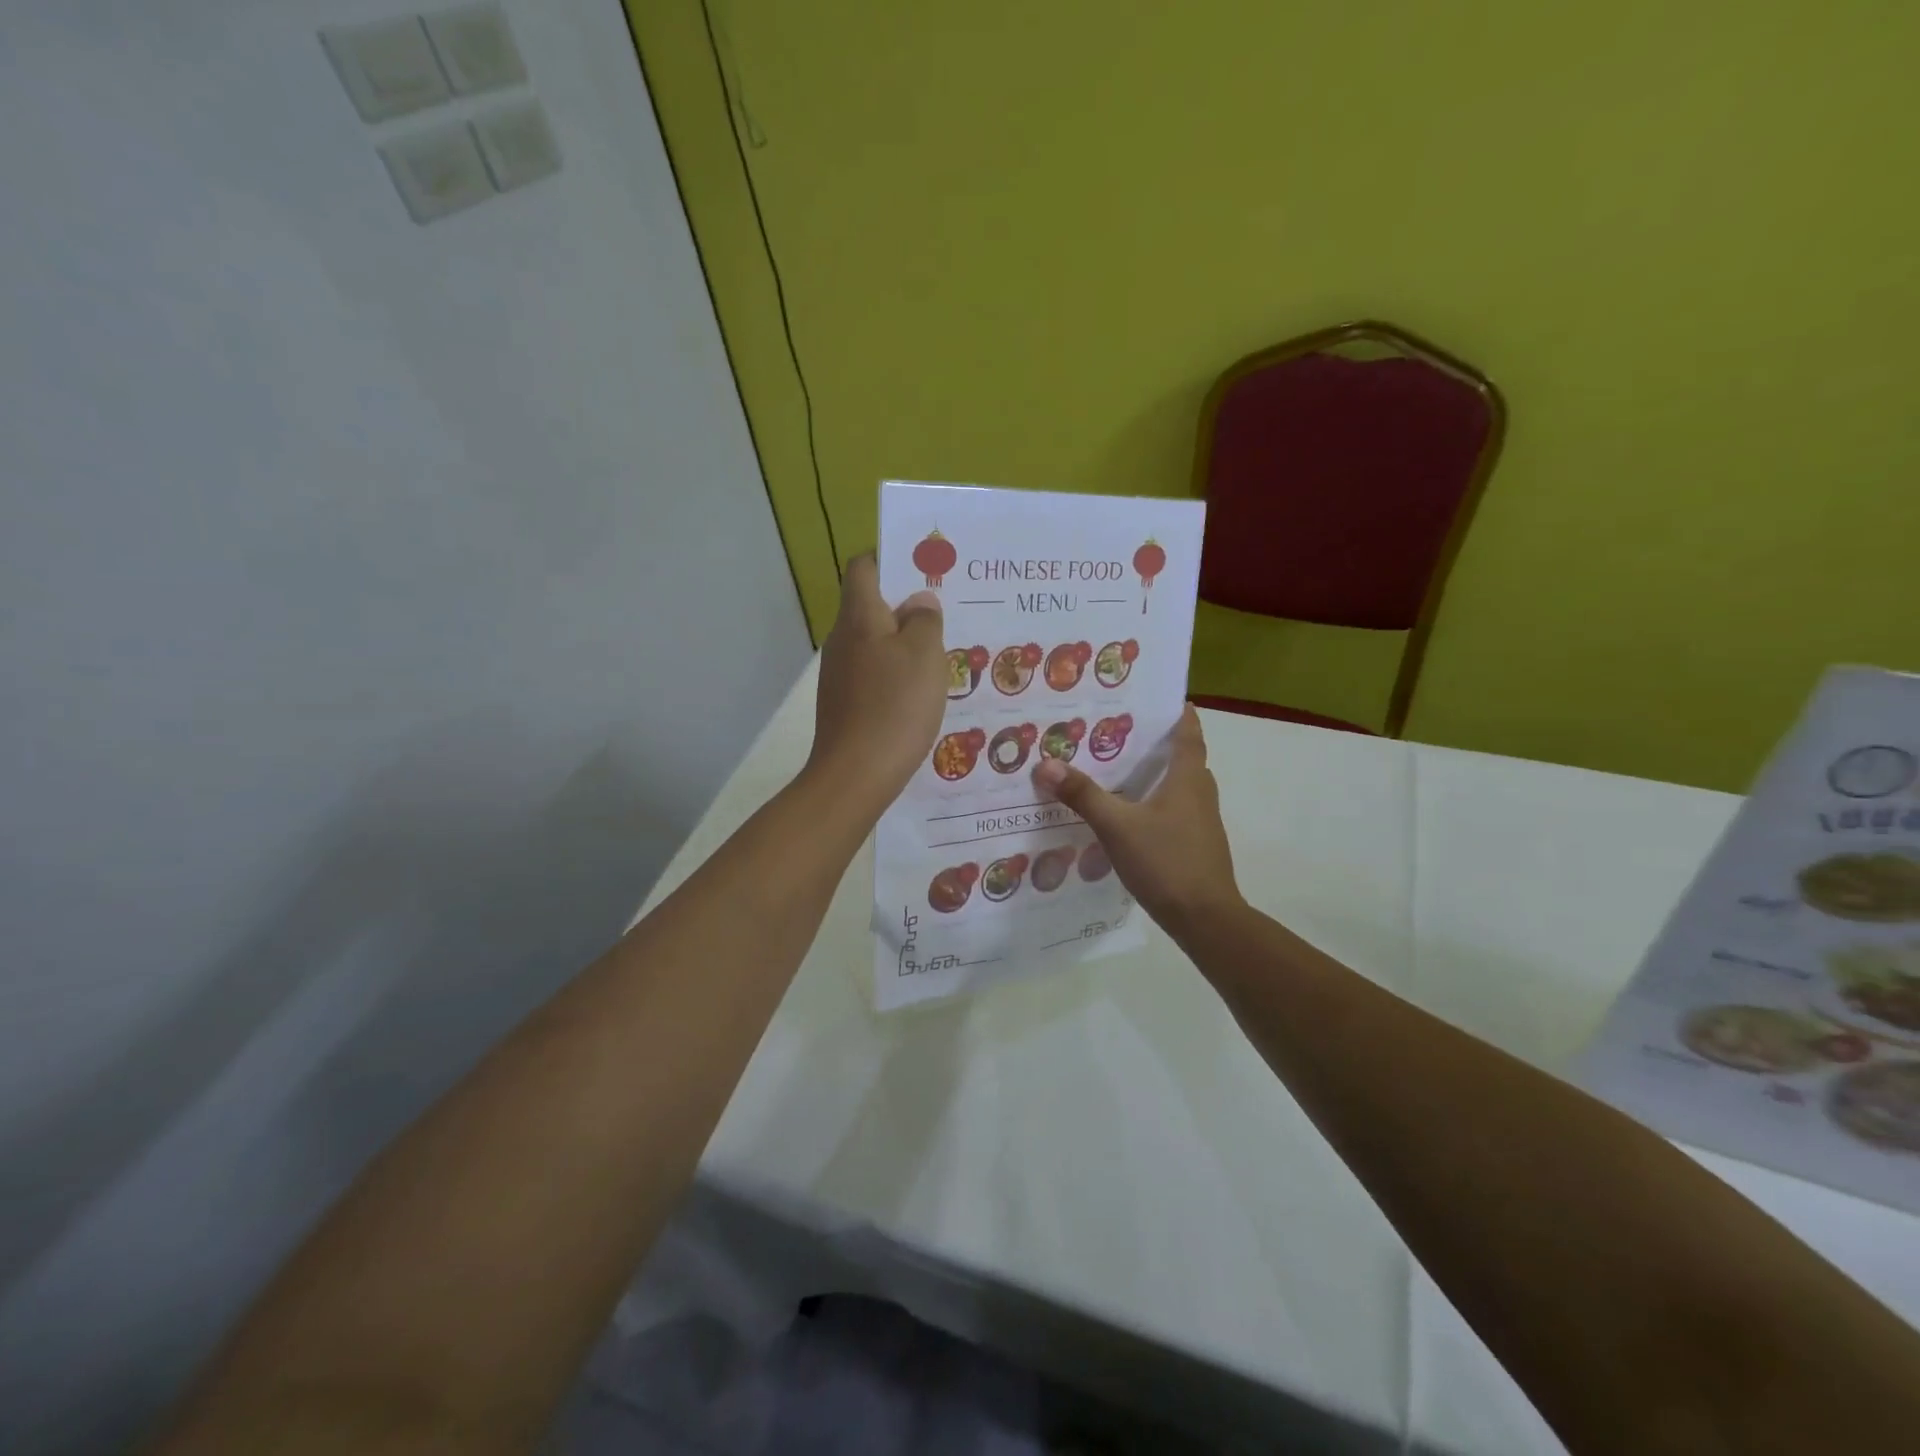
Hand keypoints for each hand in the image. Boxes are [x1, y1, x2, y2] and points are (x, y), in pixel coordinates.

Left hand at [808, 553, 948, 810]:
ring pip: (876, 643)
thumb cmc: (894, 706)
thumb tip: (918, 602)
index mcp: (859, 617)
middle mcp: (843, 640)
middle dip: (908, 607)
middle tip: (948, 614)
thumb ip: (925, 620)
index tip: (925, 570)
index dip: (891, 560)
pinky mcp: (845, 703)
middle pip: (872, 606)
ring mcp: (840, 674)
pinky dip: (897, 675)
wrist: (856, 775)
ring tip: (943, 654)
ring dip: (906, 644)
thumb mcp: (924, 655)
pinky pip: (875, 675)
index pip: (864, 567)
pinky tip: (922, 693)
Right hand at [1032, 706, 1243, 935]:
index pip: (1189, 733)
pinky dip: (1153, 802)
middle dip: (1156, 743)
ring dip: (1154, 774)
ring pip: (1178, 786)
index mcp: (1188, 778)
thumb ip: (1083, 795)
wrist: (1205, 918)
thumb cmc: (1166, 861)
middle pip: (1182, 758)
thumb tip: (1046, 764)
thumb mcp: (1117, 826)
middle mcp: (1200, 793)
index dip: (1179, 713)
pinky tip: (1127, 813)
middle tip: (1118, 730)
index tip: (1162, 698)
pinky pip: (1174, 810)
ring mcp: (1201, 821)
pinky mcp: (1195, 844)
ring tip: (1115, 768)